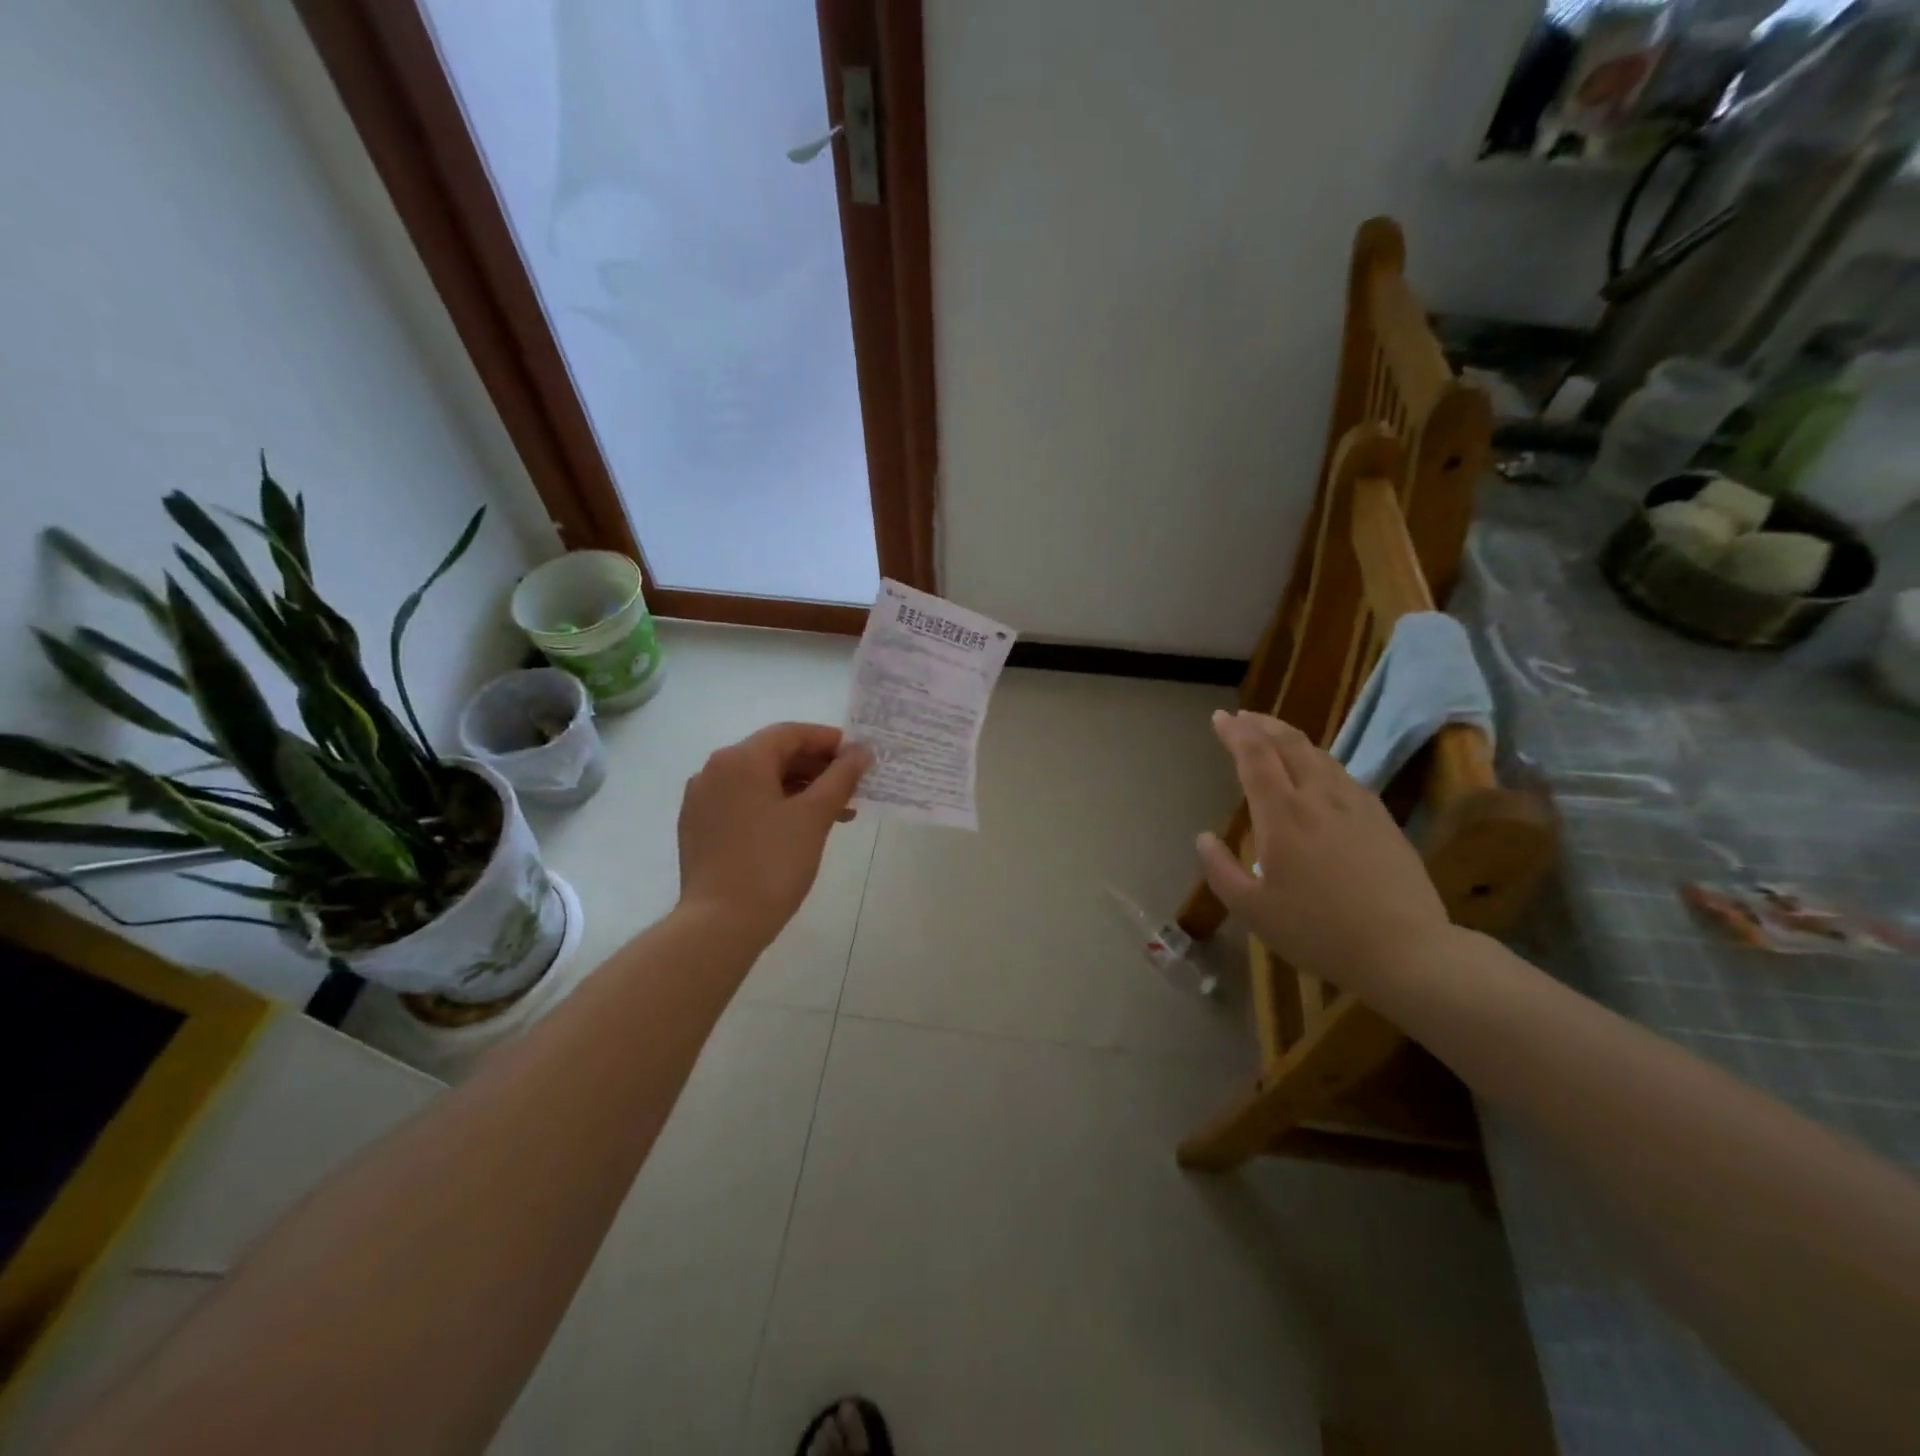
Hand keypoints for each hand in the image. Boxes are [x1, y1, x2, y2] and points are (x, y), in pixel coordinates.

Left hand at [676, 722, 871, 944]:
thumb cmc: (772, 863)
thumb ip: (841, 777)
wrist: (719, 923)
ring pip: (759, 781)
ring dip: (799, 789)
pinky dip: (774, 806)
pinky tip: (799, 828)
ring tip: (835, 813)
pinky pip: (743, 802)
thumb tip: (861, 751)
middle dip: (816, 768)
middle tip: (852, 787)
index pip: (791, 733)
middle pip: (774, 755)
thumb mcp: (814, 816)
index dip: (829, 741)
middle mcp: (715, 770)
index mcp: (741, 759)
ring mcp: (702, 799)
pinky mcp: (699, 827)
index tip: (859, 757)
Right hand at [1196, 710, 1449, 989]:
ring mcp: (1357, 806)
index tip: (1220, 717)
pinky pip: (1344, 774)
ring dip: (1291, 738)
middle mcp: (1319, 798)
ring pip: (1320, 755)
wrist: (1406, 951)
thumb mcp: (1253, 910)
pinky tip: (1320, 773)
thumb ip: (1220, 870)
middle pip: (1289, 744)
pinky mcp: (1382, 820)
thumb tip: (1203, 838)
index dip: (1235, 732)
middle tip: (1243, 717)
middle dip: (1262, 724)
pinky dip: (1319, 761)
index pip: (1254, 756)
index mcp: (1282, 815)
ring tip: (1275, 737)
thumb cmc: (1318, 931)